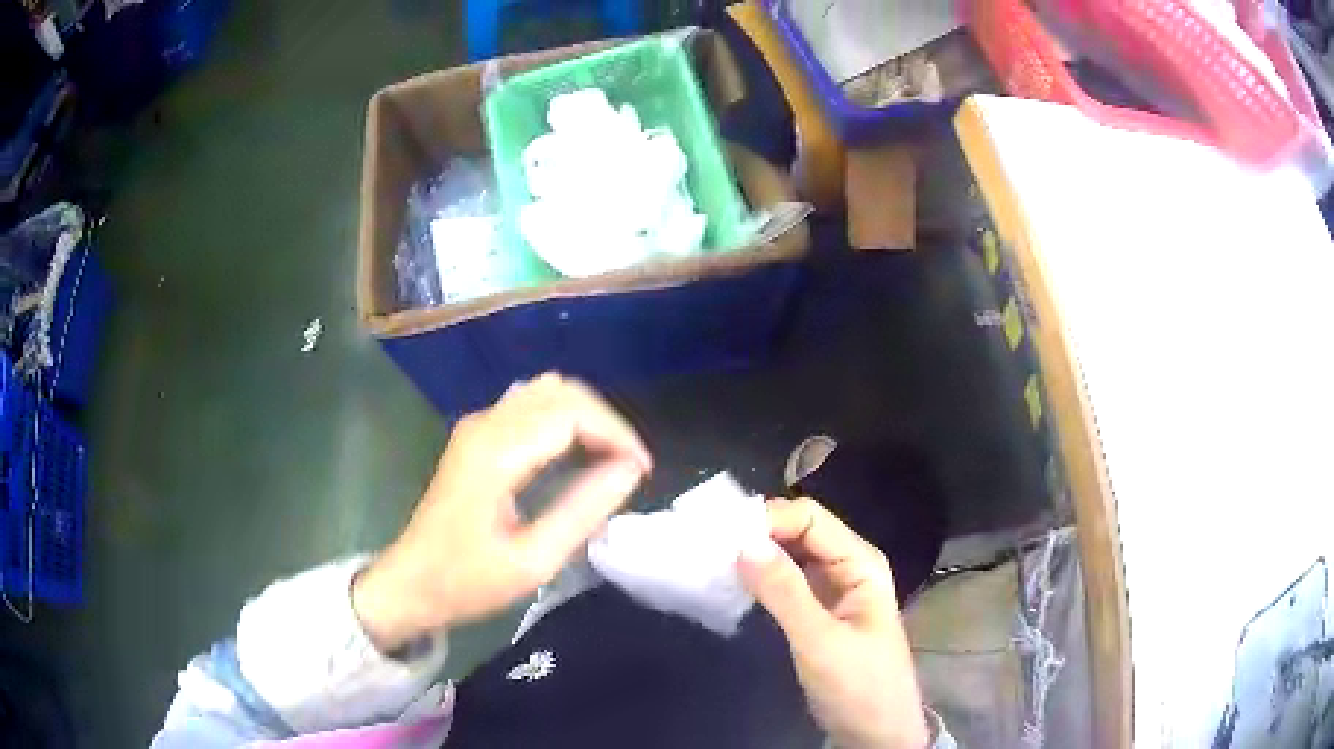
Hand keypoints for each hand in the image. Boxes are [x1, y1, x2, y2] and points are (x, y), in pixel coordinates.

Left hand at [353, 374, 651, 651]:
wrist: (411, 583)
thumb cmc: (468, 581)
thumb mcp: (533, 561)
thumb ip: (583, 511)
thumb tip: (629, 470)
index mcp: (496, 452)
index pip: (572, 412)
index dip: (616, 434)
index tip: (642, 472)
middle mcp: (486, 424)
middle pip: (561, 392)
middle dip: (606, 423)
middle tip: (630, 468)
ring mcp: (477, 425)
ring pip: (547, 392)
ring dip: (586, 418)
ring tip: (609, 460)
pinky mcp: (476, 434)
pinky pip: (530, 406)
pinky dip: (563, 419)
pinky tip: (576, 452)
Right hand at [738, 498, 928, 748]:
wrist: (875, 731)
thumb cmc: (859, 685)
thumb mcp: (820, 641)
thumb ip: (785, 592)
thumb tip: (742, 543)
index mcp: (860, 562)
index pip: (810, 518)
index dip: (768, 520)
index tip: (723, 538)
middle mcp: (847, 566)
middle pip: (798, 531)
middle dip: (757, 535)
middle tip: (710, 548)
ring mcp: (832, 589)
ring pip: (789, 556)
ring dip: (755, 556)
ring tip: (713, 563)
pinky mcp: (816, 611)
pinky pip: (785, 581)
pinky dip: (760, 578)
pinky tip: (733, 584)